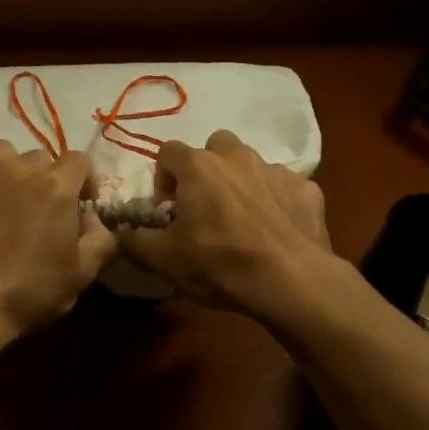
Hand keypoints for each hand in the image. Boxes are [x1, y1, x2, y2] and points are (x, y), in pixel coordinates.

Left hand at [0, 141, 117, 353]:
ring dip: (12, 172)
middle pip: (41, 158)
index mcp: (54, 185)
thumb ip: (101, 238)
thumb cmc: (30, 290)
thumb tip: (94, 221)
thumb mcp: (83, 273)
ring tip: (10, 201)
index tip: (83, 206)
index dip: (86, 181)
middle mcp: (17, 169)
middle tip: (45, 211)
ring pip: (2, 155)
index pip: (80, 160)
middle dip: (48, 179)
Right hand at [119, 130, 337, 320]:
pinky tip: (276, 232)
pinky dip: (277, 203)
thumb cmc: (220, 263)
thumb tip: (121, 232)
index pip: (168, 151)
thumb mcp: (164, 259)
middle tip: (206, 208)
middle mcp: (237, 156)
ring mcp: (276, 170)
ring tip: (243, 221)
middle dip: (206, 171)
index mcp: (199, 166)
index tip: (169, 211)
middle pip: (213, 148)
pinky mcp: (307, 189)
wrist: (291, 281)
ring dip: (242, 184)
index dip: (163, 180)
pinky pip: (284, 188)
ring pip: (251, 165)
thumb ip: (135, 239)